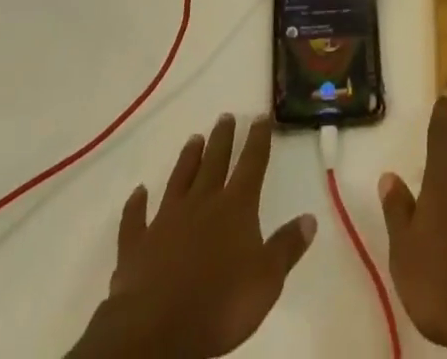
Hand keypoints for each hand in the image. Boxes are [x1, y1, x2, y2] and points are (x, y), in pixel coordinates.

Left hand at [68, 114, 314, 358]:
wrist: (157, 331)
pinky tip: (138, 192)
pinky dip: (136, 205)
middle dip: (222, 139)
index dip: (258, 139)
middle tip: (225, 116)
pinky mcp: (137, 245)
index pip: (252, 163)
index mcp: (235, 207)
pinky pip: (136, 219)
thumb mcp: (267, 281)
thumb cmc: (220, 304)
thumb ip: (287, 247)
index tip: (260, 116)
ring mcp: (166, 220)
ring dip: (187, 159)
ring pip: (179, 180)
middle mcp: (202, 202)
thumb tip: (310, 218)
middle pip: (214, 162)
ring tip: (194, 138)